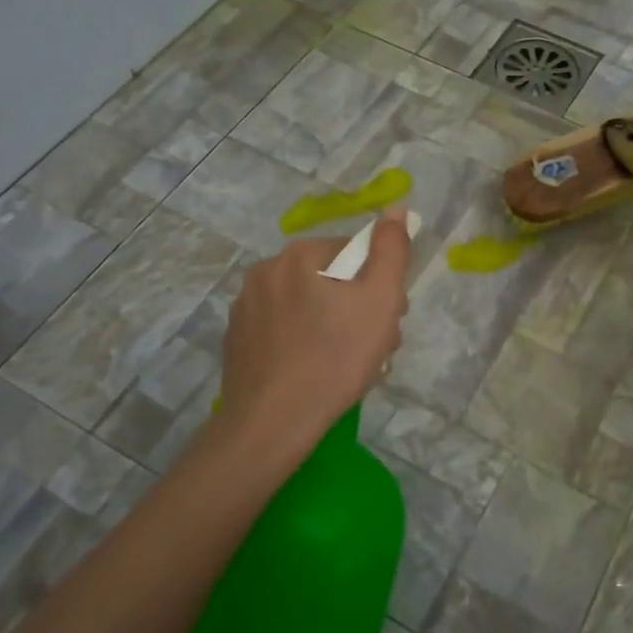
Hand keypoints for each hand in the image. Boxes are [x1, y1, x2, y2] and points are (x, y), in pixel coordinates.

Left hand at [220, 205, 411, 438]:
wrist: (272, 423)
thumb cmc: (335, 358)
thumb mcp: (380, 301)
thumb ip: (391, 251)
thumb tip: (395, 208)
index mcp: (298, 255)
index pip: (355, 253)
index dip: (379, 285)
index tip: (387, 320)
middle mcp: (265, 271)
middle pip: (330, 279)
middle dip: (356, 307)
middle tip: (372, 347)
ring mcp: (245, 308)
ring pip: (306, 306)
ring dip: (332, 325)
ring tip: (346, 366)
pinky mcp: (236, 341)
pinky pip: (282, 330)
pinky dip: (302, 343)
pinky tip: (313, 373)